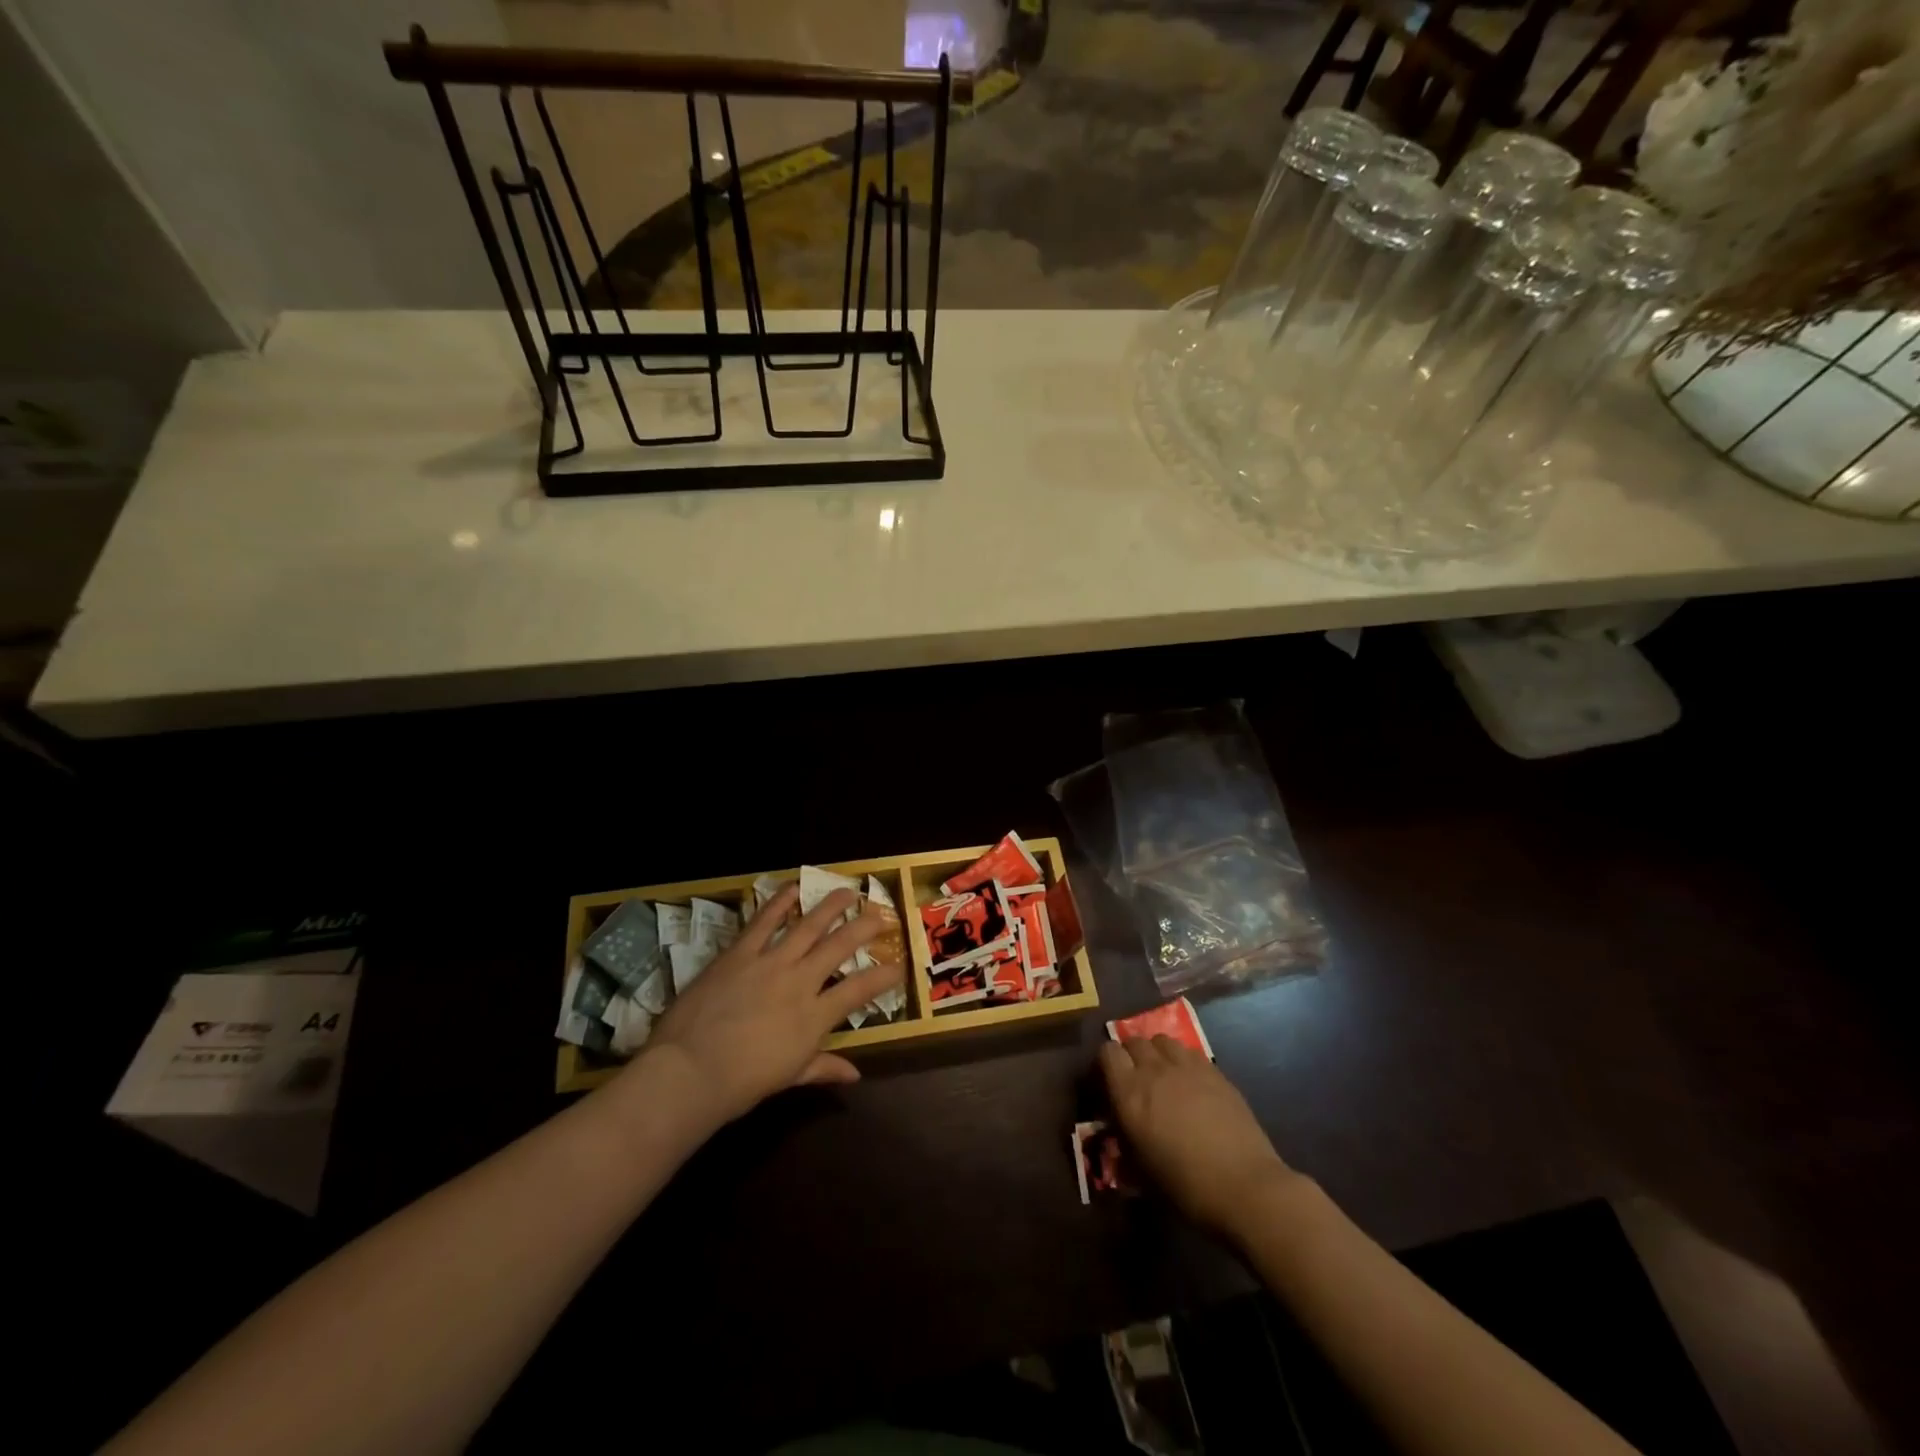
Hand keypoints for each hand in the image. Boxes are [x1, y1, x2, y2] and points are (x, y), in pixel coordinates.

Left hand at [638, 884, 902, 1126]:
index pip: (861, 990)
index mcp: (815, 1016)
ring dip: (830, 906)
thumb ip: (823, 1068)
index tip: (900, 965)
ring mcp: (770, 962)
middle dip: (865, 927)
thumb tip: (855, 1075)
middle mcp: (800, 981)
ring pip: (808, 925)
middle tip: (881, 912)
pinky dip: (779, 902)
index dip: (884, 976)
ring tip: (848, 891)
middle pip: (840, 946)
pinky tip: (793, 887)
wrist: (690, 1071)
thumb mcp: (789, 1077)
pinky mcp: (740, 953)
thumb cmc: (742, 1083)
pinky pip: (763, 922)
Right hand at [1100, 1034, 1298, 1237]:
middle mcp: (1154, 1071)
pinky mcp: (1214, 1071)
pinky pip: (1189, 1051)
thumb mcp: (1141, 1172)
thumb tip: (1120, 1131)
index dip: (1106, 1063)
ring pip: (1162, 1040)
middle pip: (1134, 1041)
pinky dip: (1182, 1060)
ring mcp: (1187, 1067)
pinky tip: (1190, 1082)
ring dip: (1157, 1052)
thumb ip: (1125, 1142)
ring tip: (1163, 1074)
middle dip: (1131, 1055)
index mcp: (1130, 1094)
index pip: (1107, 1053)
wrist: (1244, 1187)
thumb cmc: (1186, 1187)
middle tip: (1136, 1079)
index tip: (1109, 1081)